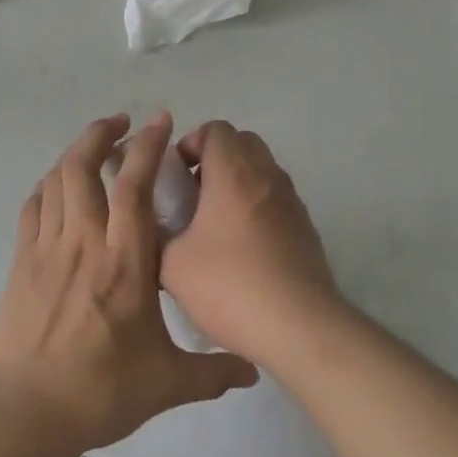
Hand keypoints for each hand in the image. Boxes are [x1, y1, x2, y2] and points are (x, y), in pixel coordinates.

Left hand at [0, 112, 258, 455]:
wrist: (26, 410)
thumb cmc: (101, 389)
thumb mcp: (167, 383)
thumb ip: (213, 372)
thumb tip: (253, 372)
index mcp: (125, 260)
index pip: (134, 185)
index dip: (148, 146)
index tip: (159, 121)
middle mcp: (84, 240)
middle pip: (83, 165)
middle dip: (102, 133)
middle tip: (122, 124)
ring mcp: (47, 248)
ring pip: (56, 179)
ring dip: (75, 153)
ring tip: (94, 149)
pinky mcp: (22, 261)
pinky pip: (33, 207)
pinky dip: (48, 186)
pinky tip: (58, 189)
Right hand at [162, 122, 346, 368]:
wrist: (299, 327)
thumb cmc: (230, 286)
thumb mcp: (171, 265)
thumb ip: (156, 235)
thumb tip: (152, 227)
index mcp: (233, 172)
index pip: (215, 129)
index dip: (190, 144)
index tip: (175, 176)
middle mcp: (267, 176)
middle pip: (242, 143)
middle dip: (214, 159)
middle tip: (192, 195)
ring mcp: (292, 201)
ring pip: (262, 170)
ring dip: (237, 183)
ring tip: (214, 224)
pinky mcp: (306, 228)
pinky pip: (276, 199)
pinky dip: (257, 207)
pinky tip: (242, 249)